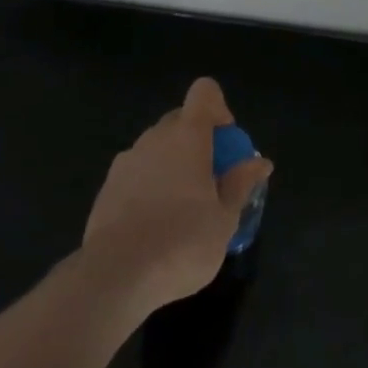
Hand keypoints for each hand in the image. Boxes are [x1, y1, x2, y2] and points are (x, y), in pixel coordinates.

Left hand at [81, 77, 271, 316]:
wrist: (115, 276)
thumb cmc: (181, 243)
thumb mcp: (224, 219)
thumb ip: (241, 184)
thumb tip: (260, 162)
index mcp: (188, 136)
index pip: (204, 92)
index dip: (218, 108)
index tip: (225, 143)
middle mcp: (155, 137)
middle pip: (180, 119)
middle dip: (197, 140)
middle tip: (209, 180)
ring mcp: (127, 160)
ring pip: (156, 146)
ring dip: (172, 163)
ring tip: (180, 207)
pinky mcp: (107, 186)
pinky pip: (136, 171)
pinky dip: (148, 185)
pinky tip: (152, 224)